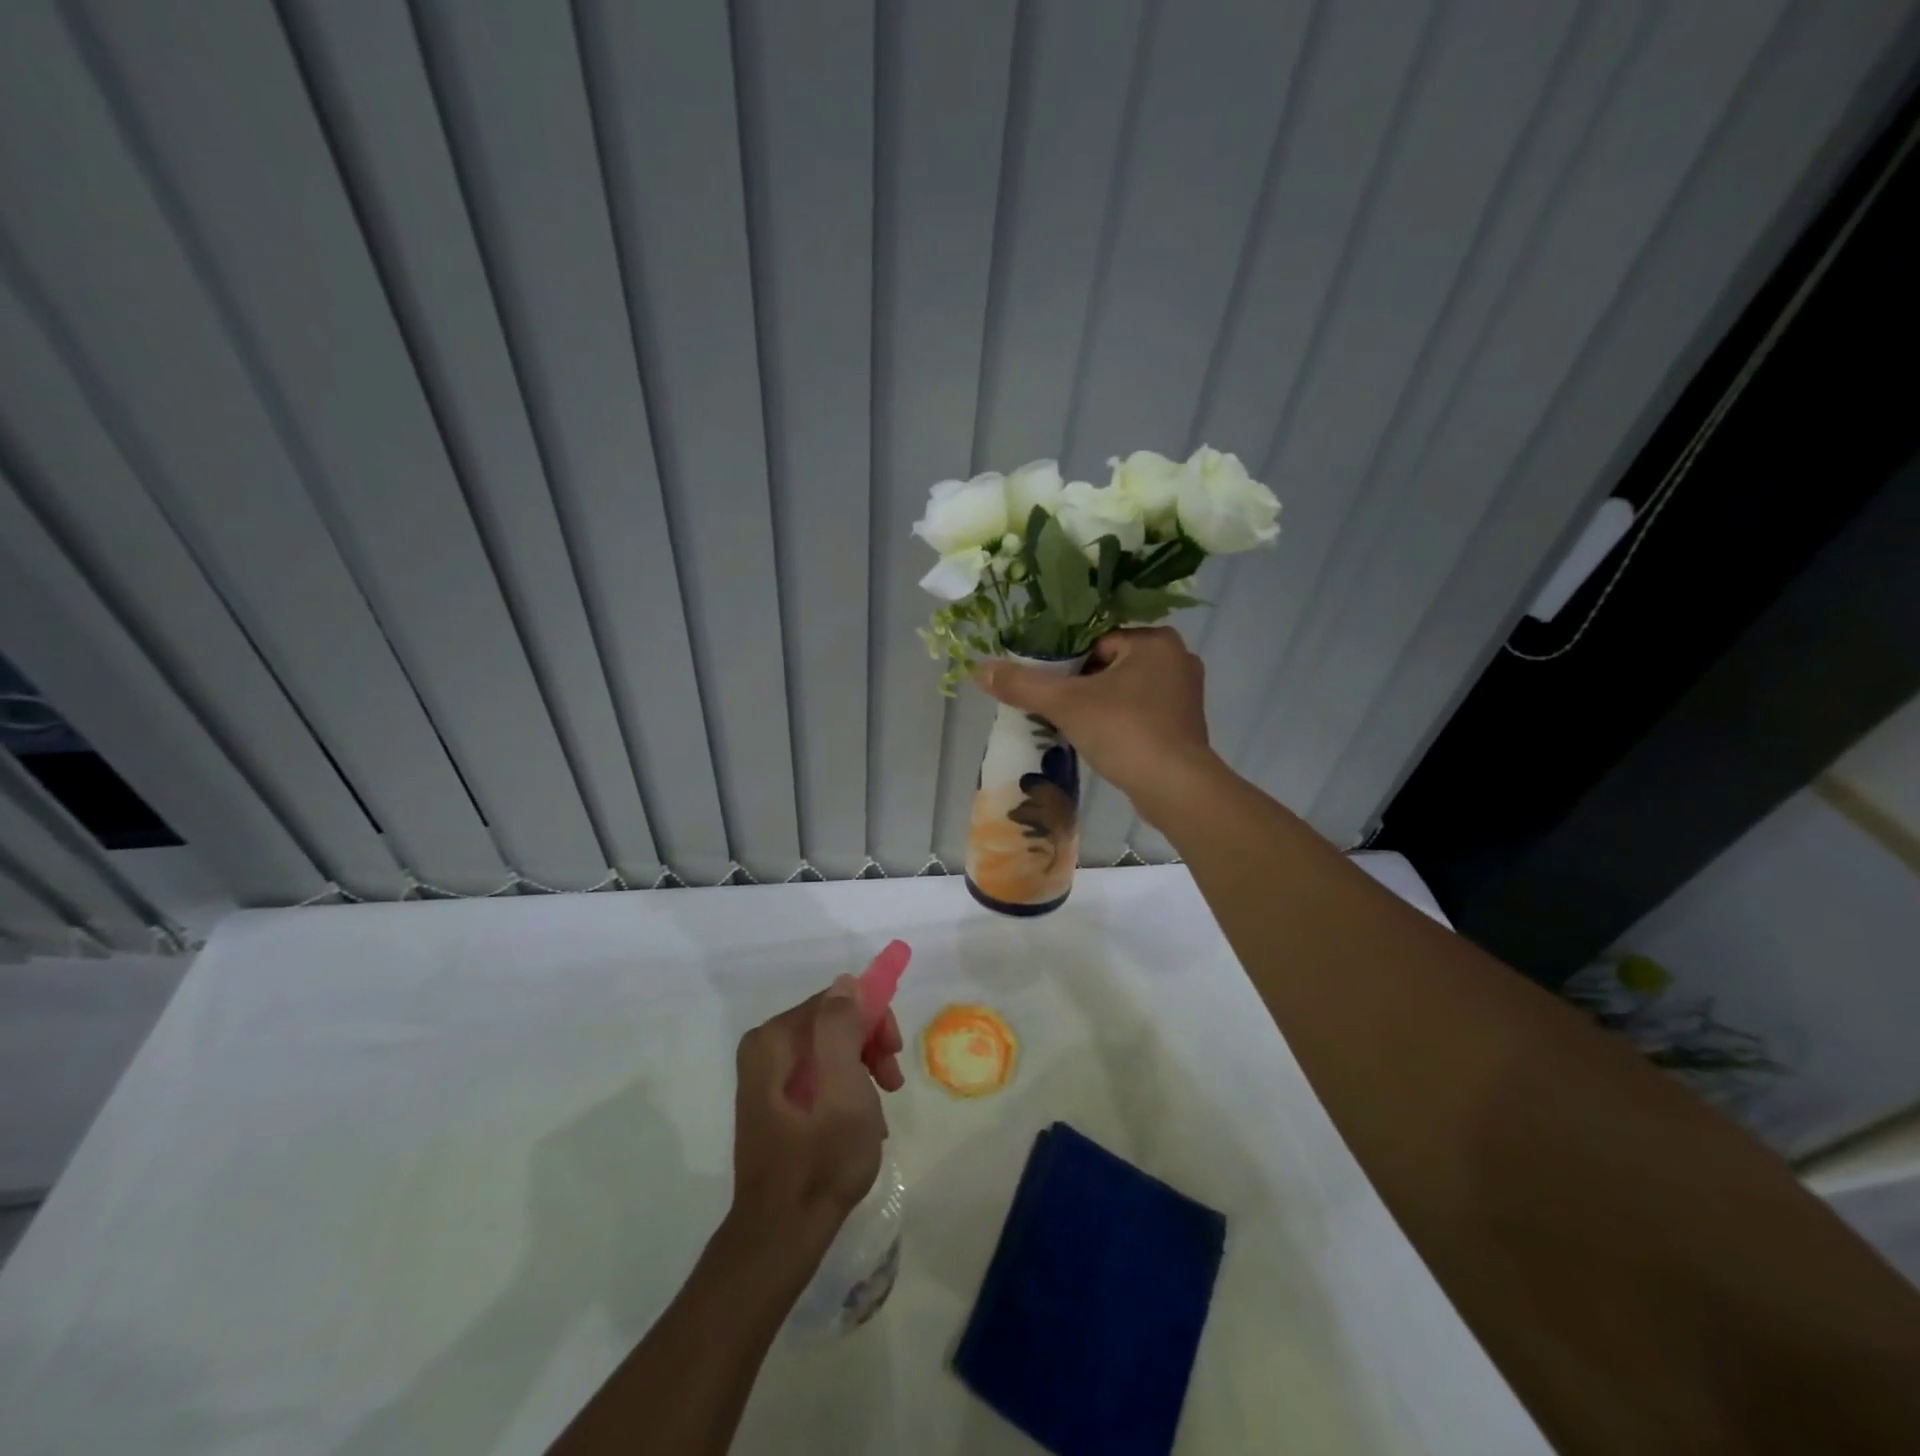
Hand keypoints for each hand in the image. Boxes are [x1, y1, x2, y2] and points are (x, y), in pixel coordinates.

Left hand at [730, 978, 901, 1259]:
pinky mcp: (772, 1099)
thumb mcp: (844, 1089)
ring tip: (877, 1112)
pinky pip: (819, 1074)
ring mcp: (765, 1075)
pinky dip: (845, 1090)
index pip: (837, 1000)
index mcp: (775, 1038)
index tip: (894, 1056)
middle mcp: (764, 1047)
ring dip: (861, 1071)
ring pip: (830, 1048)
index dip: (873, 1020)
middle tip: (891, 1085)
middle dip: (869, 1047)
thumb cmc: (820, 1160)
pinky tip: (858, 1122)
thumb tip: (846, 983)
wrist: (781, 1234)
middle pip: (833, 1023)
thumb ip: (842, 1029)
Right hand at [974, 626, 1214, 814]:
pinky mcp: (1185, 726)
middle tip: (1056, 709)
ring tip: (1073, 726)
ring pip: (1125, 690)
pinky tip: (1101, 742)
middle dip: (1082, 686)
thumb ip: (1023, 684)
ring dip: (1100, 706)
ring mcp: (1185, 695)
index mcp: (1155, 641)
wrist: (1174, 787)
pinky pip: (1141, 713)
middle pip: (1110, 665)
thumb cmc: (1124, 731)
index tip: (1049, 688)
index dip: (1067, 664)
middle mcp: (1177, 659)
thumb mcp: (1066, 704)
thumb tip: (979, 670)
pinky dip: (1120, 723)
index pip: (1096, 641)